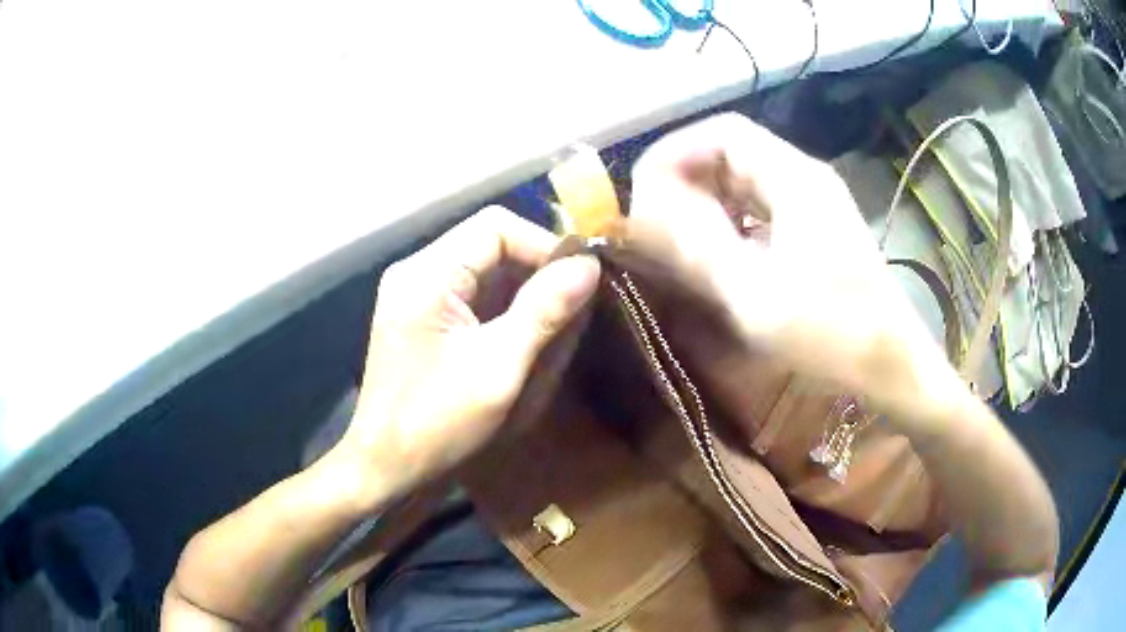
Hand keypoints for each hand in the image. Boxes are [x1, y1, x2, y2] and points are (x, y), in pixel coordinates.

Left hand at [330, 207, 600, 504]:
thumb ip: (544, 312)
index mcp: (426, 275)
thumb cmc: (437, 425)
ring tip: (557, 323)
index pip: (495, 227)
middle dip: (537, 269)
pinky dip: (505, 306)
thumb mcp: (499, 370)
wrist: (386, 466)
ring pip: (485, 267)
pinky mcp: (422, 313)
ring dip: (524, 289)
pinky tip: (526, 334)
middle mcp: (416, 270)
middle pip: (490, 242)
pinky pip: (472, 292)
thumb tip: (589, 266)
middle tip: (575, 305)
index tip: (582, 280)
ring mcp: (416, 292)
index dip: (544, 245)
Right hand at [622, 113, 958, 418]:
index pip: (724, 133)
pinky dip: (731, 220)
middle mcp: (806, 177)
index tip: (642, 190)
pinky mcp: (819, 230)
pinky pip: (763, 208)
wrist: (892, 364)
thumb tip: (647, 210)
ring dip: (708, 200)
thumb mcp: (756, 293)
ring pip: (748, 180)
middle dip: (687, 178)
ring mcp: (816, 203)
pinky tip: (720, 253)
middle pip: (734, 152)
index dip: (675, 151)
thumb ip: (698, 245)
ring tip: (678, 236)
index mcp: (795, 178)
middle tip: (654, 219)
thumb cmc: (831, 332)